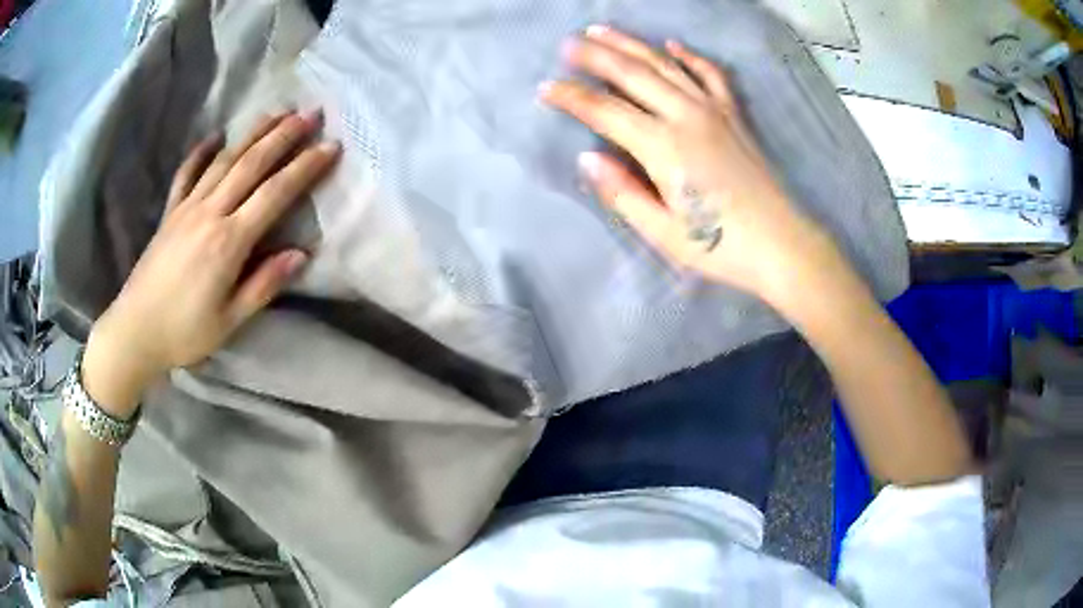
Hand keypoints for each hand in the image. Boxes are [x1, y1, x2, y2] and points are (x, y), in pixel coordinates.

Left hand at [83, 111, 340, 416]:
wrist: (135, 331)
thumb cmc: (184, 332)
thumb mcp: (229, 320)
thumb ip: (264, 285)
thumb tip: (301, 254)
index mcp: (228, 242)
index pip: (274, 194)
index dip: (305, 168)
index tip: (331, 146)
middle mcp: (209, 213)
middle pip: (251, 165)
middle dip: (283, 136)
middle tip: (311, 113)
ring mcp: (187, 208)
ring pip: (224, 160)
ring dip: (252, 133)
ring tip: (276, 112)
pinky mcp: (170, 212)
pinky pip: (187, 173)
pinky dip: (201, 152)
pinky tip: (215, 136)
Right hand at [541, 26, 842, 303]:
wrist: (782, 243)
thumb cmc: (721, 246)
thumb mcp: (663, 233)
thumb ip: (623, 192)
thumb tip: (587, 158)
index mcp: (663, 148)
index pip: (605, 111)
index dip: (571, 98)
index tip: (545, 88)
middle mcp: (685, 116)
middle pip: (632, 74)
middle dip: (595, 56)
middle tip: (567, 44)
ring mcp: (713, 110)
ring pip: (664, 64)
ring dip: (630, 44)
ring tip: (602, 30)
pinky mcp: (734, 115)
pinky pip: (709, 74)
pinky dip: (689, 56)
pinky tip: (672, 45)